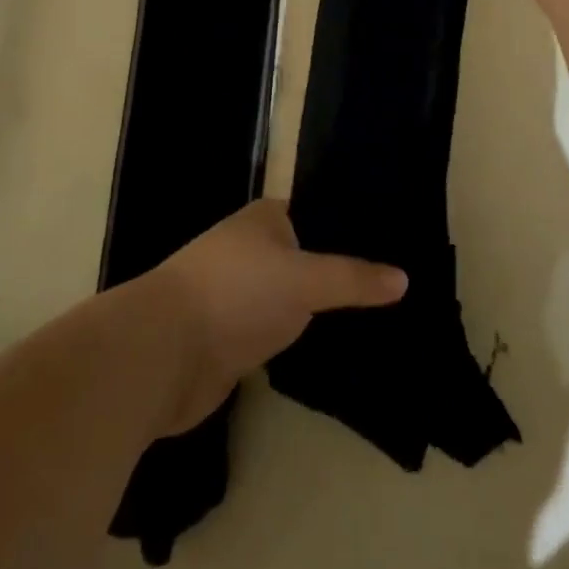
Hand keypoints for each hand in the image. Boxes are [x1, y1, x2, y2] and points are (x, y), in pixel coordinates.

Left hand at [143, 199, 405, 434]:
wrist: (164, 354)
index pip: (319, 214)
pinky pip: (280, 333)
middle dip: (344, 273)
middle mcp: (253, 251)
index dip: (354, 227)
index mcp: (265, 219)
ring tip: (380, 317)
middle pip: (309, 258)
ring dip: (324, 310)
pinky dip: (304, 340)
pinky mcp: (233, 338)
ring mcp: (241, 296)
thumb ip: (354, 279)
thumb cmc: (236, 293)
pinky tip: (339, 348)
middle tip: (399, 287)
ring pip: (295, 298)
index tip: (397, 244)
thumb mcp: (304, 278)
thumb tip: (404, 278)